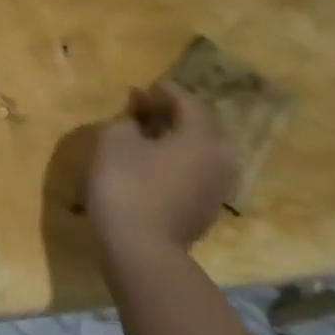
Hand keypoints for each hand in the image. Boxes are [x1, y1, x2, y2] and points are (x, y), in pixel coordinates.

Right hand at [78, 82, 238, 259]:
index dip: (166, 92)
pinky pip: (199, 173)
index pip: (188, 104)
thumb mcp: (115, 140)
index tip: (146, 87)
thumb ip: (128, 120)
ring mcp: (217, 188)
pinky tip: (159, 163)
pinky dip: (182, 160)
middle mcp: (219, 160)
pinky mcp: (207, 210)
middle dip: (180, 114)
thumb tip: (137, 117)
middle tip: (152, 109)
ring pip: (205, 152)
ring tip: (155, 136)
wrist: (140, 247)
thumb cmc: (126, 184)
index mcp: (200, 138)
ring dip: (183, 139)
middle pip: (205, 127)